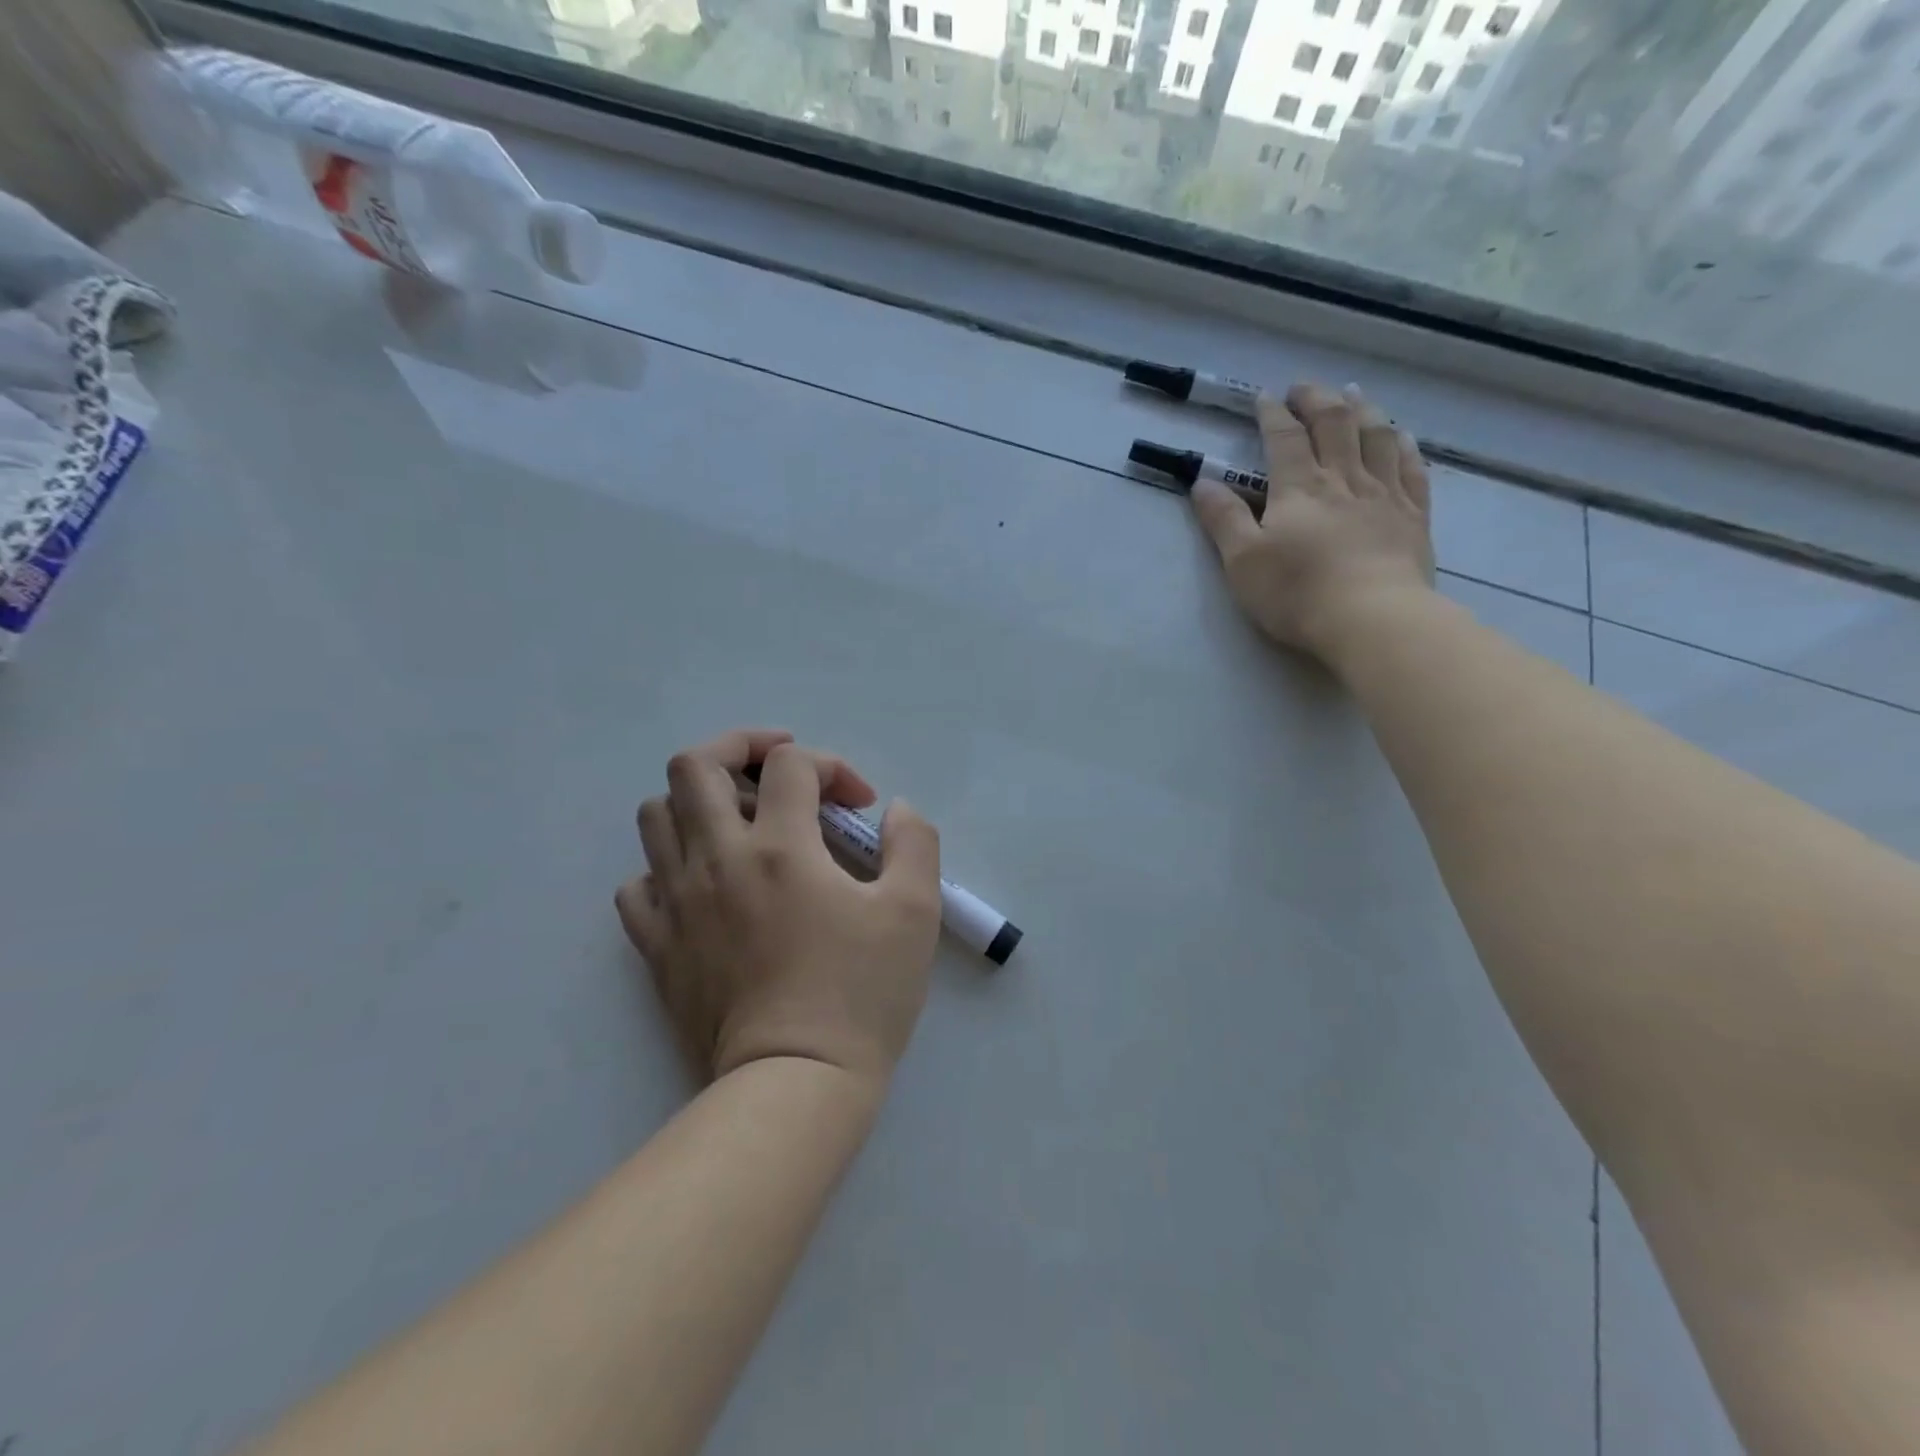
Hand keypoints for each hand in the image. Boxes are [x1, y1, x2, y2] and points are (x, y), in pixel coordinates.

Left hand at [616, 729, 942, 1086]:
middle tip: (776, 774)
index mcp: (780, 847)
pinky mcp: (657, 947)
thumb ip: (913, 842)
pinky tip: (705, 887)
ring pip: (656, 816)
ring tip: (740, 825)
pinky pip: (638, 886)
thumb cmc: (861, 994)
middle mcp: (717, 860)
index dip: (832, 766)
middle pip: (693, 765)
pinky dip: (668, 870)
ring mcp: (678, 903)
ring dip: (699, 803)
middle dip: (738, 749)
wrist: (796, 1085)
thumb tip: (896, 810)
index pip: (791, 764)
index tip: (859, 806)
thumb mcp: (914, 911)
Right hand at [1191, 383, 1435, 665]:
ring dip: (1363, 409)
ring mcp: (1384, 493)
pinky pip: (1412, 468)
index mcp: (1299, 487)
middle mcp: (1343, 478)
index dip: (1273, 414)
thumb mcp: (1242, 561)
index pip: (1284, 437)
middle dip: (1316, 400)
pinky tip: (1400, 436)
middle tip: (1304, 388)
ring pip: (1376, 436)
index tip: (1264, 397)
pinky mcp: (1414, 515)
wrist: (1371, 618)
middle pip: (1334, 423)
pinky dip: (1403, 445)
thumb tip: (1202, 483)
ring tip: (1353, 394)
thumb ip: (1223, 519)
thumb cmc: (1297, 592)